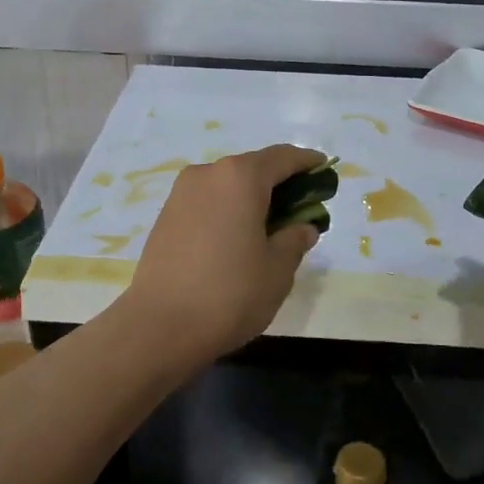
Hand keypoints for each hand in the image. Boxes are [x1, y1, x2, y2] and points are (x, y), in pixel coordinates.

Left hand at [120, 145, 323, 362]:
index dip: (306, 162)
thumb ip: (295, 239)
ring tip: (270, 226)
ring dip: (251, 197)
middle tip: (301, 206)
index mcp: (240, 177)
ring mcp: (181, 194)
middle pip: (252, 168)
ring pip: (227, 185)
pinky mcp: (165, 216)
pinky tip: (238, 237)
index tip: (323, 167)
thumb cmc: (230, 293)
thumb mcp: (277, 269)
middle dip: (279, 182)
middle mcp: (208, 174)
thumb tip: (302, 227)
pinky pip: (207, 202)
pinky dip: (228, 210)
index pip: (282, 157)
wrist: (160, 326)